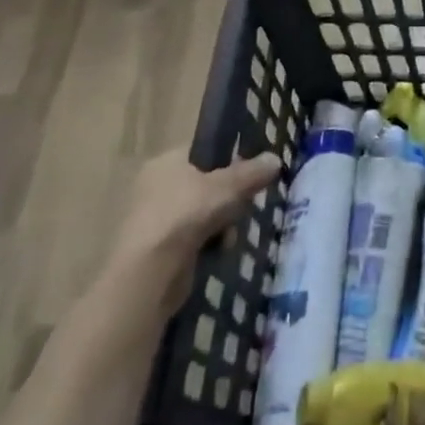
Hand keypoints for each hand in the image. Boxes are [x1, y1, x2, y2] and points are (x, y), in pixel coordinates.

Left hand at [108, 147, 282, 278]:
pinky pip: (193, 238)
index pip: (203, 151)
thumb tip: (276, 159)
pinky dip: (208, 243)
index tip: (250, 173)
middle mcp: (155, 185)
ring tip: (230, 234)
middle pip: (205, 184)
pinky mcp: (157, 249)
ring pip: (202, 213)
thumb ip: (253, 172)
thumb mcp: (228, 187)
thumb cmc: (186, 215)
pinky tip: (218, 251)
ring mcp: (154, 218)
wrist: (149, 273)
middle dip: (228, 198)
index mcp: (166, 162)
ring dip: (222, 223)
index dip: (230, 159)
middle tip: (244, 205)